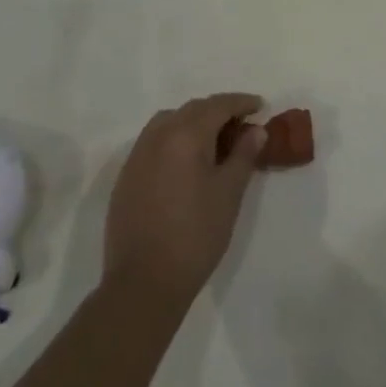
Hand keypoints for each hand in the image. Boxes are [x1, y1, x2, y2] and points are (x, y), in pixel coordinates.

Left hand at [104, 93, 266, 307]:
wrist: (143, 284)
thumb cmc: (195, 235)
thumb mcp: (229, 193)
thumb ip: (243, 155)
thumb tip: (255, 130)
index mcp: (185, 135)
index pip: (218, 105)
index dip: (241, 102)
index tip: (260, 106)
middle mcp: (157, 136)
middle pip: (192, 109)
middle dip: (219, 111)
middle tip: (241, 125)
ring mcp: (137, 156)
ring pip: (169, 122)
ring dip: (193, 122)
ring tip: (213, 141)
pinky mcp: (125, 178)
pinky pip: (153, 142)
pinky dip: (173, 140)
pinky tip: (185, 163)